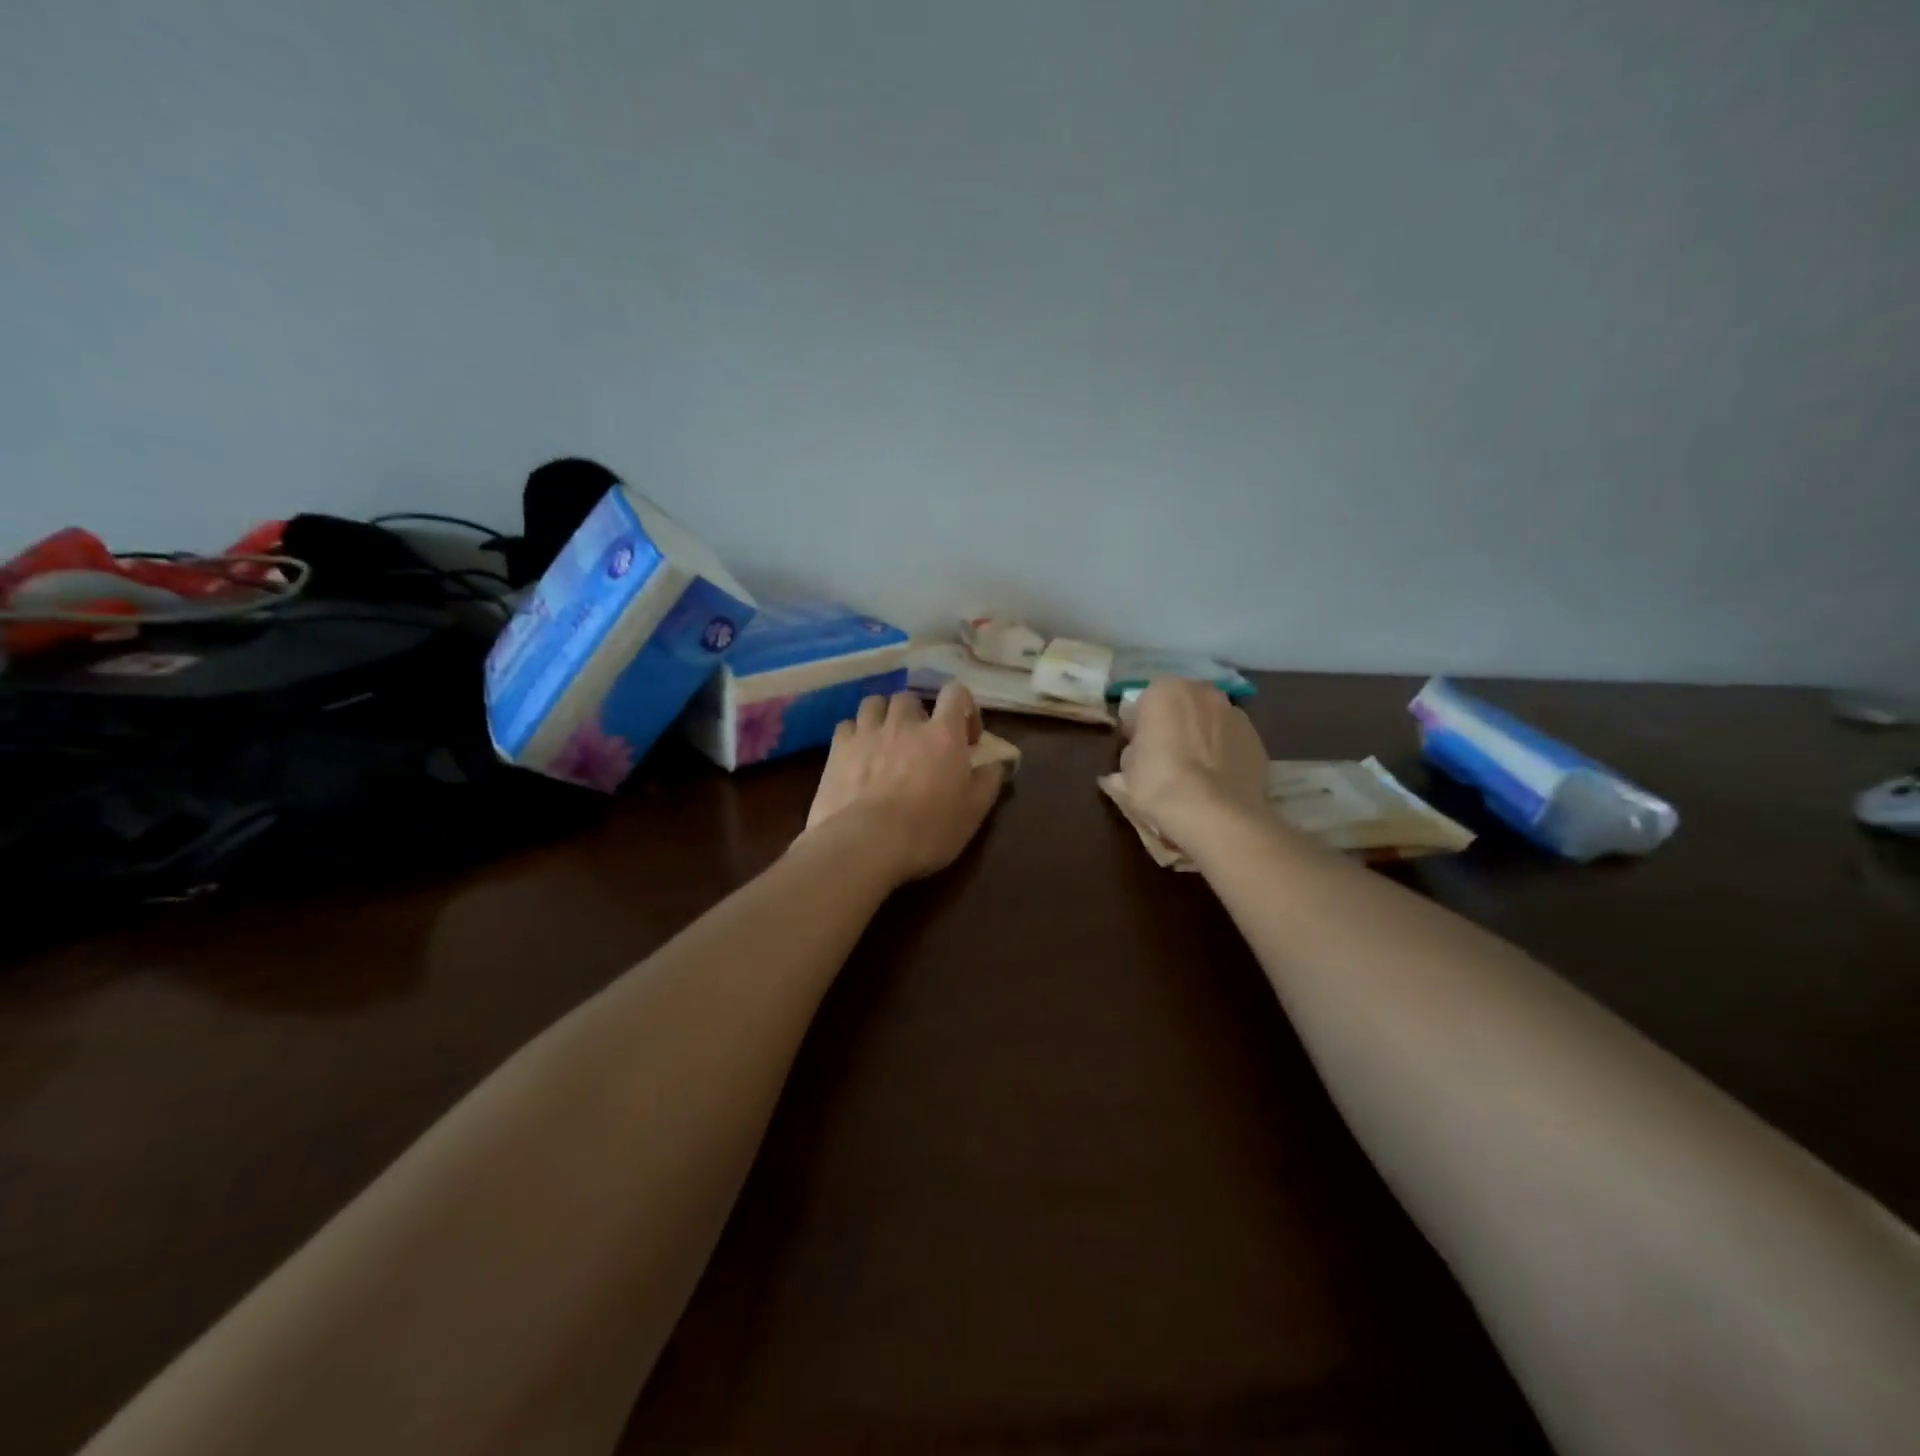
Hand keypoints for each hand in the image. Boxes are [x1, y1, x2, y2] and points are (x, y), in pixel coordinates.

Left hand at [801, 683, 1006, 884]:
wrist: (865, 844)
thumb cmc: (928, 830)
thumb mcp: (973, 812)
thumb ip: (988, 781)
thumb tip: (997, 764)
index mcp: (943, 734)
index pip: (956, 693)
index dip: (965, 707)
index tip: (967, 738)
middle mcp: (904, 723)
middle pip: (910, 698)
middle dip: (918, 715)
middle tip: (921, 742)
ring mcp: (867, 733)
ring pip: (875, 703)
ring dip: (884, 715)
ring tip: (886, 739)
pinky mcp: (837, 749)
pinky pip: (846, 725)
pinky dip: (855, 734)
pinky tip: (857, 753)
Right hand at [1120, 678, 1268, 833]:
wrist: (1214, 813)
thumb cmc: (1159, 783)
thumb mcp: (1126, 770)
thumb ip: (1132, 753)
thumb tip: (1135, 757)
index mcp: (1164, 690)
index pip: (1143, 703)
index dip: (1138, 727)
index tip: (1136, 750)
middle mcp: (1203, 692)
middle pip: (1182, 705)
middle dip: (1173, 724)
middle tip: (1165, 757)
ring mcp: (1235, 713)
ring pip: (1210, 721)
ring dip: (1201, 736)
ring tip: (1195, 772)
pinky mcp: (1257, 739)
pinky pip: (1231, 741)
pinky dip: (1224, 753)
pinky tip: (1216, 781)